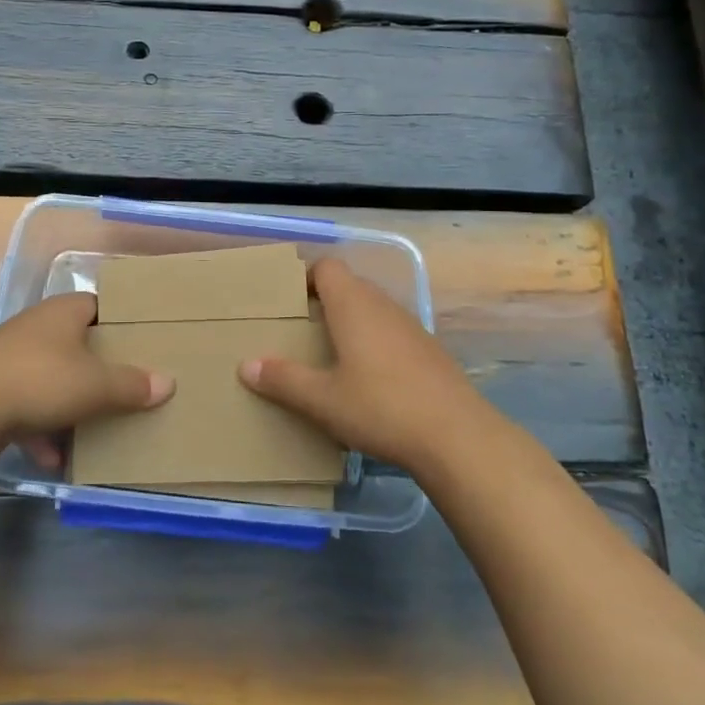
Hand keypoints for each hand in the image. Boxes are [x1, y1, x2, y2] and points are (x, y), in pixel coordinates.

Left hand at [0, 293, 173, 465]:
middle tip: (129, 388)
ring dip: (71, 407)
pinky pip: (28, 409)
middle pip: (77, 345)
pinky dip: (42, 432)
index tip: (143, 342)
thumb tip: (168, 383)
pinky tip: (55, 458)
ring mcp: (11, 360)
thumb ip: (132, 385)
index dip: (120, 321)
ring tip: (97, 431)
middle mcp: (37, 328)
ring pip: (53, 380)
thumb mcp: (95, 385)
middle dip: (100, 370)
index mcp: (63, 312)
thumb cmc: (38, 381)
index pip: (99, 305)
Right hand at [238, 257, 495, 473]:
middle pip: (349, 286)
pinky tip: (369, 380)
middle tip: (301, 332)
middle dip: (324, 303)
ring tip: (330, 356)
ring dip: (351, 323)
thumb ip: (283, 380)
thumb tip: (246, 365)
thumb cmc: (381, 408)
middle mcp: (383, 305)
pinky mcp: (430, 351)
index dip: (306, 278)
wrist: (458, 437)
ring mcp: (411, 326)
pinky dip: (375, 343)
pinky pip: (392, 332)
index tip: (288, 303)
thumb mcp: (322, 400)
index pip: (327, 267)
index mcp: (353, 305)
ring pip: (373, 310)